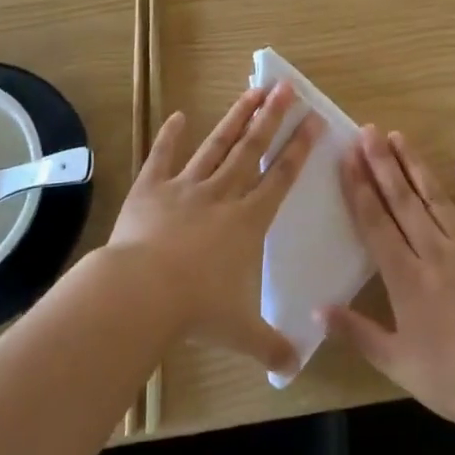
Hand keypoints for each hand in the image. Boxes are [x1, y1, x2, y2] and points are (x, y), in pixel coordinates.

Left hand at [106, 83, 320, 376]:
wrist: (141, 292)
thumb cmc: (196, 309)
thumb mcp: (240, 332)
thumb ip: (270, 346)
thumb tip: (293, 368)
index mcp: (247, 221)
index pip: (280, 177)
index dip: (299, 148)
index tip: (314, 119)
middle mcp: (222, 194)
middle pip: (252, 148)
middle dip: (272, 117)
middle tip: (287, 86)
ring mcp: (186, 187)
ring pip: (217, 144)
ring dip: (236, 117)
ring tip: (252, 90)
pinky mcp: (151, 189)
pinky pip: (163, 157)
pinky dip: (169, 136)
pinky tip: (177, 115)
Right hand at [322, 126, 454, 435]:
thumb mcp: (398, 364)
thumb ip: (357, 333)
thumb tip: (317, 307)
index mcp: (406, 279)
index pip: (375, 224)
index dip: (358, 188)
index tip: (346, 157)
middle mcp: (434, 253)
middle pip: (402, 202)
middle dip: (382, 164)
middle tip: (368, 131)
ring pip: (437, 199)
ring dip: (416, 167)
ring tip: (400, 137)